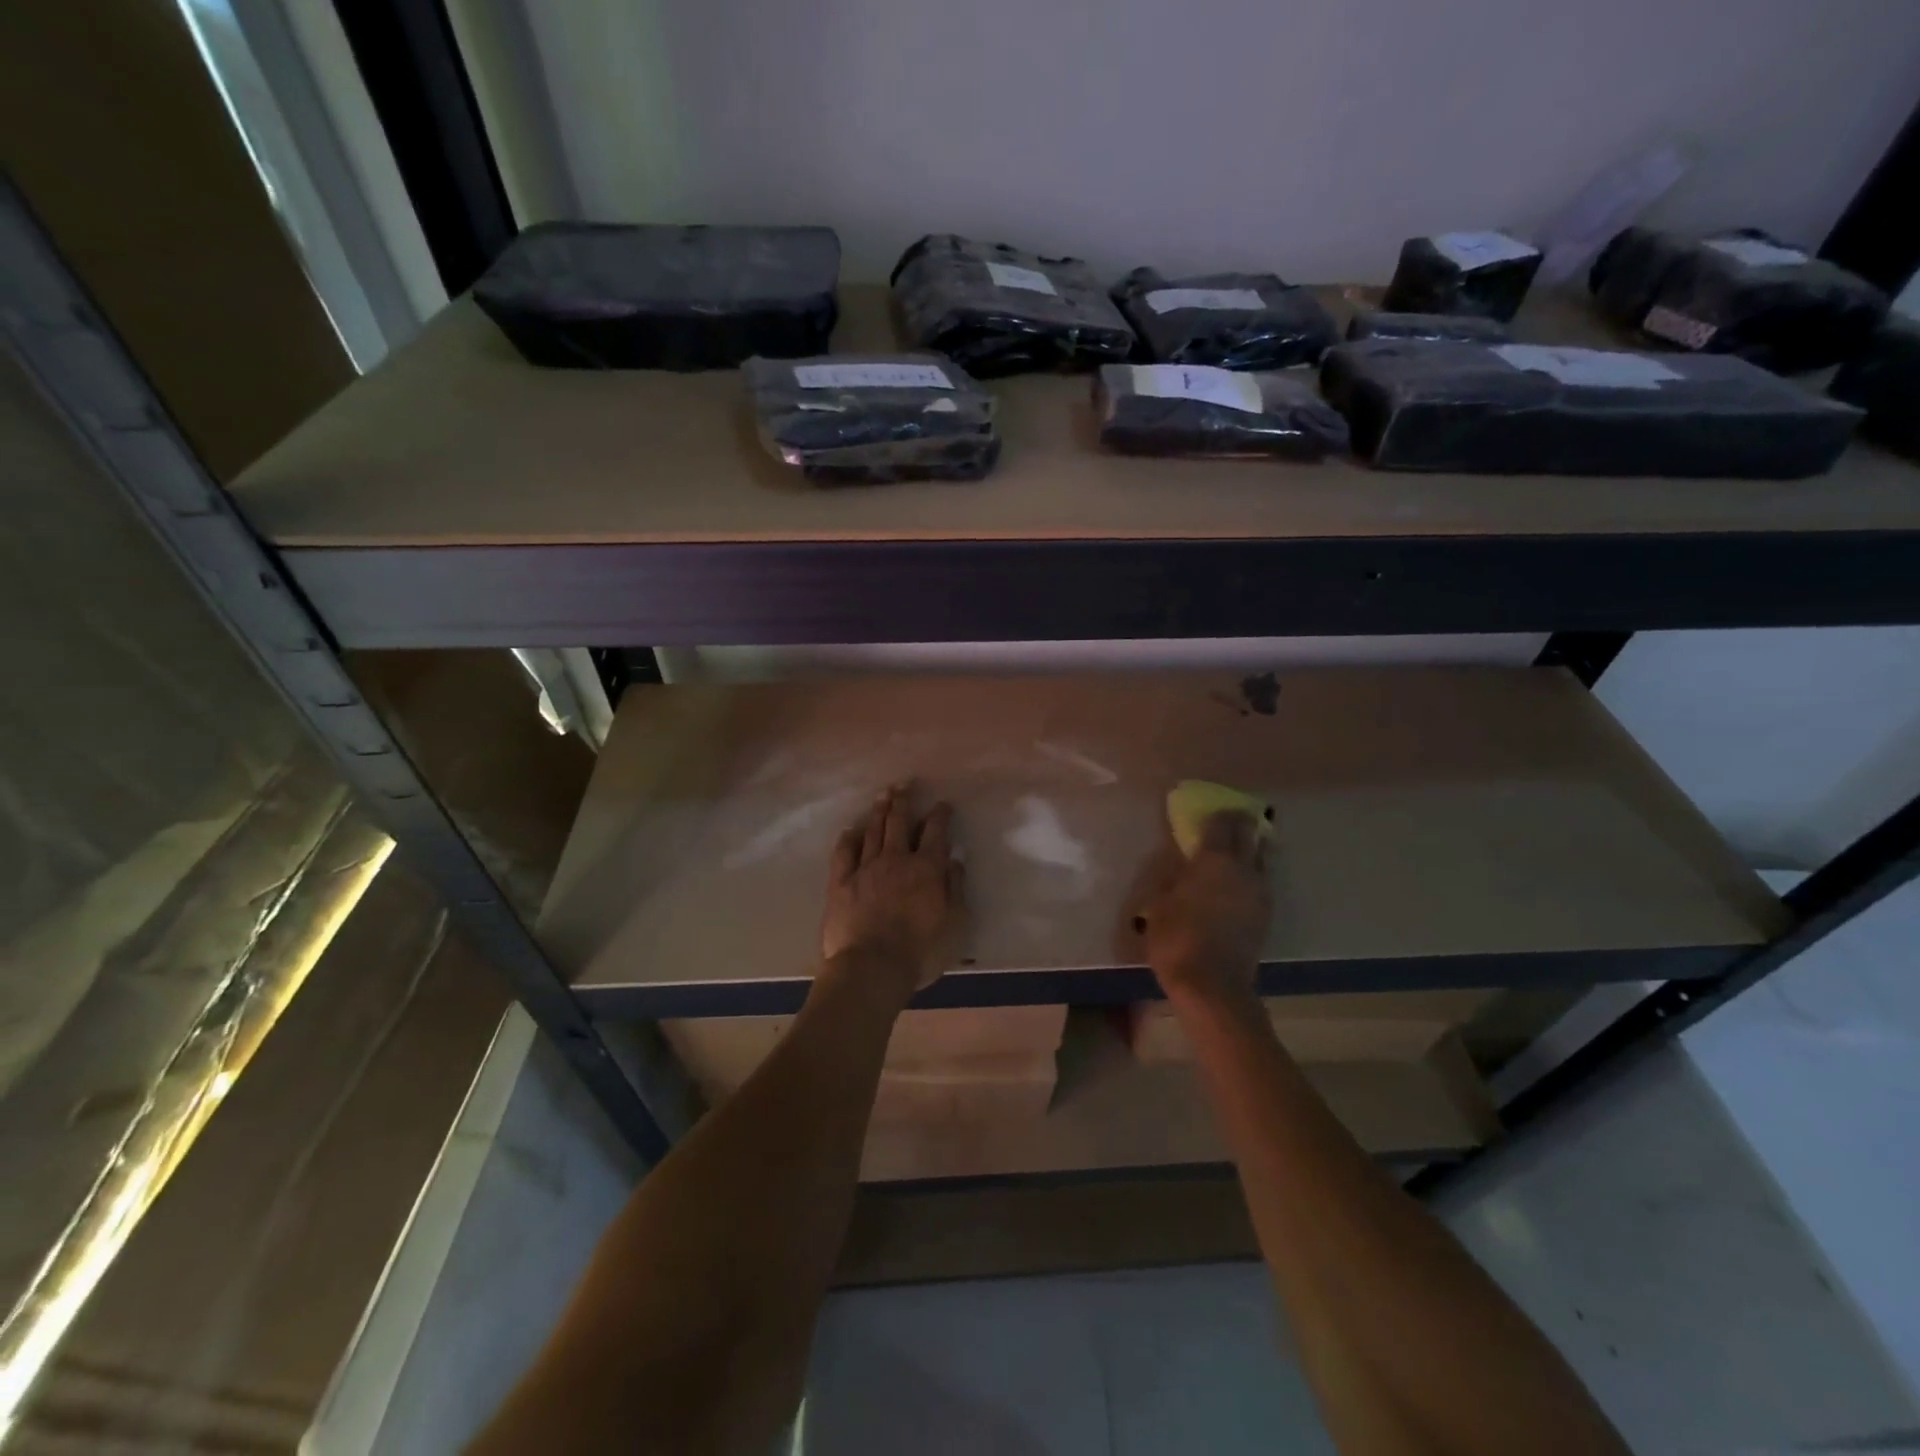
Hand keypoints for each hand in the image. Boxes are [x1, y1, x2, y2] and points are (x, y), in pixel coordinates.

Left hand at [820, 783, 965, 999]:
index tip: (942, 804)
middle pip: (899, 821)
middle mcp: (895, 860)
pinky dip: (849, 837)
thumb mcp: (954, 924)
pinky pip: (844, 852)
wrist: (872, 968)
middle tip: (904, 784)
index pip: (935, 832)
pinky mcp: (840, 883)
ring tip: (883, 795)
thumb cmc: (920, 951)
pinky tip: (851, 829)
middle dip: (903, 800)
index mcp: (926, 868)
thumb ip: (955, 889)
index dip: (939, 815)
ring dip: (879, 811)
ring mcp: (865, 868)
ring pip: (872, 830)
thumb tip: (955, 860)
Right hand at [1138, 810, 1271, 1003]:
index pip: (1222, 824)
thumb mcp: (1160, 904)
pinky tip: (1240, 881)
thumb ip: (1174, 879)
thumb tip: (1182, 868)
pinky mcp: (1265, 914)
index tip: (1213, 808)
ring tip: (1239, 847)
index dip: (1218, 813)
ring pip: (1260, 858)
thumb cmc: (1177, 938)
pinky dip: (1252, 873)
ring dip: (1251, 848)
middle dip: (1241, 824)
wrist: (1212, 985)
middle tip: (1232, 819)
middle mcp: (1242, 869)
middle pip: (1249, 835)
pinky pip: (1260, 881)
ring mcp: (1259, 892)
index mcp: (1214, 860)